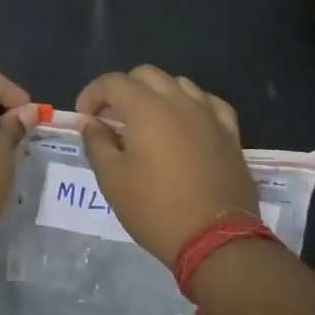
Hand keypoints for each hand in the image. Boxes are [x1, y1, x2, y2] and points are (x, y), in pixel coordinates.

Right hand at [76, 66, 257, 266]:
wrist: (215, 239)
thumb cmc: (155, 209)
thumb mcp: (112, 179)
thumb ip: (97, 143)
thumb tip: (90, 122)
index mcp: (147, 109)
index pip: (113, 82)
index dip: (92, 94)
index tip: (84, 117)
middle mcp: (180, 102)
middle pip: (147, 76)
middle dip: (123, 89)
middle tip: (111, 118)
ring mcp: (209, 115)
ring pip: (179, 84)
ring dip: (157, 94)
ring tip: (147, 122)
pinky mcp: (230, 133)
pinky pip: (209, 103)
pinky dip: (190, 105)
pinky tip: (185, 124)